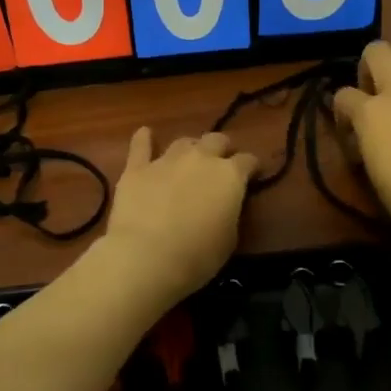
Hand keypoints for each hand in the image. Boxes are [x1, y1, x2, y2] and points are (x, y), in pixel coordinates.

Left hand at [103, 129, 258, 300]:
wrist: (147, 257)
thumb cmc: (197, 256)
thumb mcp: (229, 239)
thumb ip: (229, 213)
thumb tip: (224, 205)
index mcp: (230, 176)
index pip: (248, 161)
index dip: (252, 167)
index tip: (253, 175)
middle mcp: (201, 158)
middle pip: (217, 140)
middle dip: (222, 149)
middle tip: (221, 163)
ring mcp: (167, 160)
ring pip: (183, 141)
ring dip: (190, 148)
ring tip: (189, 158)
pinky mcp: (137, 168)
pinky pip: (141, 146)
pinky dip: (144, 139)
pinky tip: (145, 134)